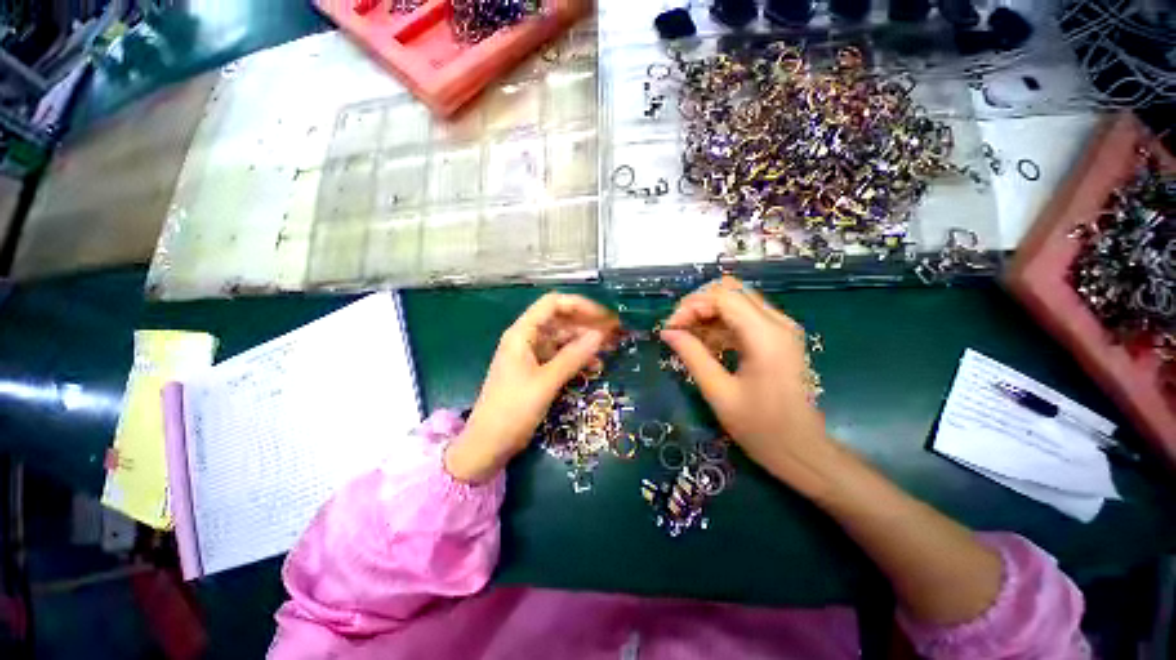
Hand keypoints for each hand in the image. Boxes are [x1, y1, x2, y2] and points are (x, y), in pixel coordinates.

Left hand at [445, 293, 618, 482]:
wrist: (488, 444)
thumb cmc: (512, 410)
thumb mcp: (546, 382)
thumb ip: (573, 357)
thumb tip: (601, 335)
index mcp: (522, 333)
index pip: (553, 304)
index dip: (580, 305)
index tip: (604, 318)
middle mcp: (527, 339)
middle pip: (560, 320)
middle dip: (587, 324)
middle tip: (615, 333)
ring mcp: (532, 355)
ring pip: (563, 339)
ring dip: (585, 341)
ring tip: (610, 347)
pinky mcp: (537, 371)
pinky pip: (561, 357)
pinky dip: (577, 358)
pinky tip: (595, 365)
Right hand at [660, 277, 835, 495]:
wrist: (803, 451)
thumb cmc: (761, 428)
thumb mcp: (718, 392)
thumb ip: (692, 355)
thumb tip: (667, 332)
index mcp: (765, 336)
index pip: (722, 296)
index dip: (691, 306)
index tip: (670, 328)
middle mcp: (777, 322)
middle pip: (730, 290)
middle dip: (698, 304)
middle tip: (678, 329)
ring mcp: (780, 328)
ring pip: (736, 301)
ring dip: (707, 313)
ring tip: (688, 338)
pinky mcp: (778, 338)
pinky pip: (743, 317)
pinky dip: (720, 324)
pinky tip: (706, 345)